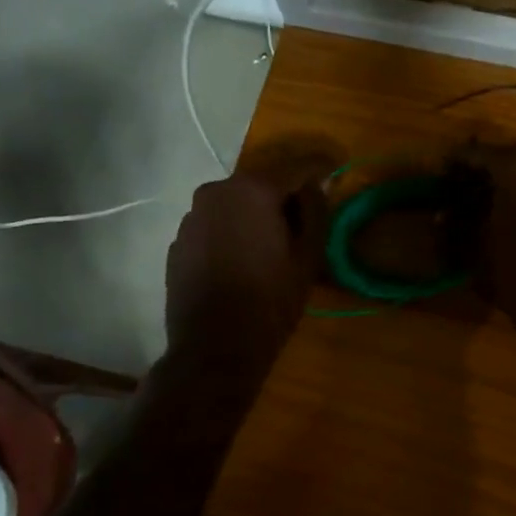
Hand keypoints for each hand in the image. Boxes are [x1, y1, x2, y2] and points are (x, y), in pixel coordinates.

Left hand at [163, 149, 334, 388]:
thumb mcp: (308, 259)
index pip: (296, 166)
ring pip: (234, 205)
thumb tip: (315, 187)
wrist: (214, 349)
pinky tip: (243, 263)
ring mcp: (191, 217)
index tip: (336, 168)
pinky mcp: (178, 242)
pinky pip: (215, 227)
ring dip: (255, 215)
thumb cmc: (270, 303)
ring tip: (272, 245)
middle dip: (285, 195)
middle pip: (261, 183)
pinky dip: (232, 233)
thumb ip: (316, 213)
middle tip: (306, 217)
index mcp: (253, 190)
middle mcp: (216, 191)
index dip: (321, 166)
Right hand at [461, 143, 515, 344]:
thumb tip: (442, 214)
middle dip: (476, 175)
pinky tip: (503, 217)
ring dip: (499, 185)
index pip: (474, 153)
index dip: (452, 166)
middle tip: (454, 195)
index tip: (436, 180)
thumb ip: (456, 223)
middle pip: (501, 159)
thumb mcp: (475, 248)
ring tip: (476, 209)